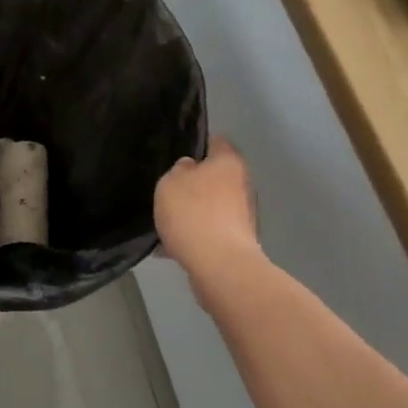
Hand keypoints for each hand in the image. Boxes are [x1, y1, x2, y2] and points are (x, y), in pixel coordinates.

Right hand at [153, 138, 262, 271]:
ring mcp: (242, 215)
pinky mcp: (236, 242)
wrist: (219, 265)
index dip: (197, 144)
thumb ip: (179, 170)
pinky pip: (209, 232)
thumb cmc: (194, 213)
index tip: (177, 153)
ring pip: (210, 206)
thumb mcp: (171, 182)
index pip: (215, 141)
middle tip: (168, 191)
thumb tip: (190, 169)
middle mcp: (241, 184)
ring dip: (192, 213)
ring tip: (165, 223)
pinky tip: (169, 247)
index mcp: (229, 162)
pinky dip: (193, 236)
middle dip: (193, 184)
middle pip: (214, 177)